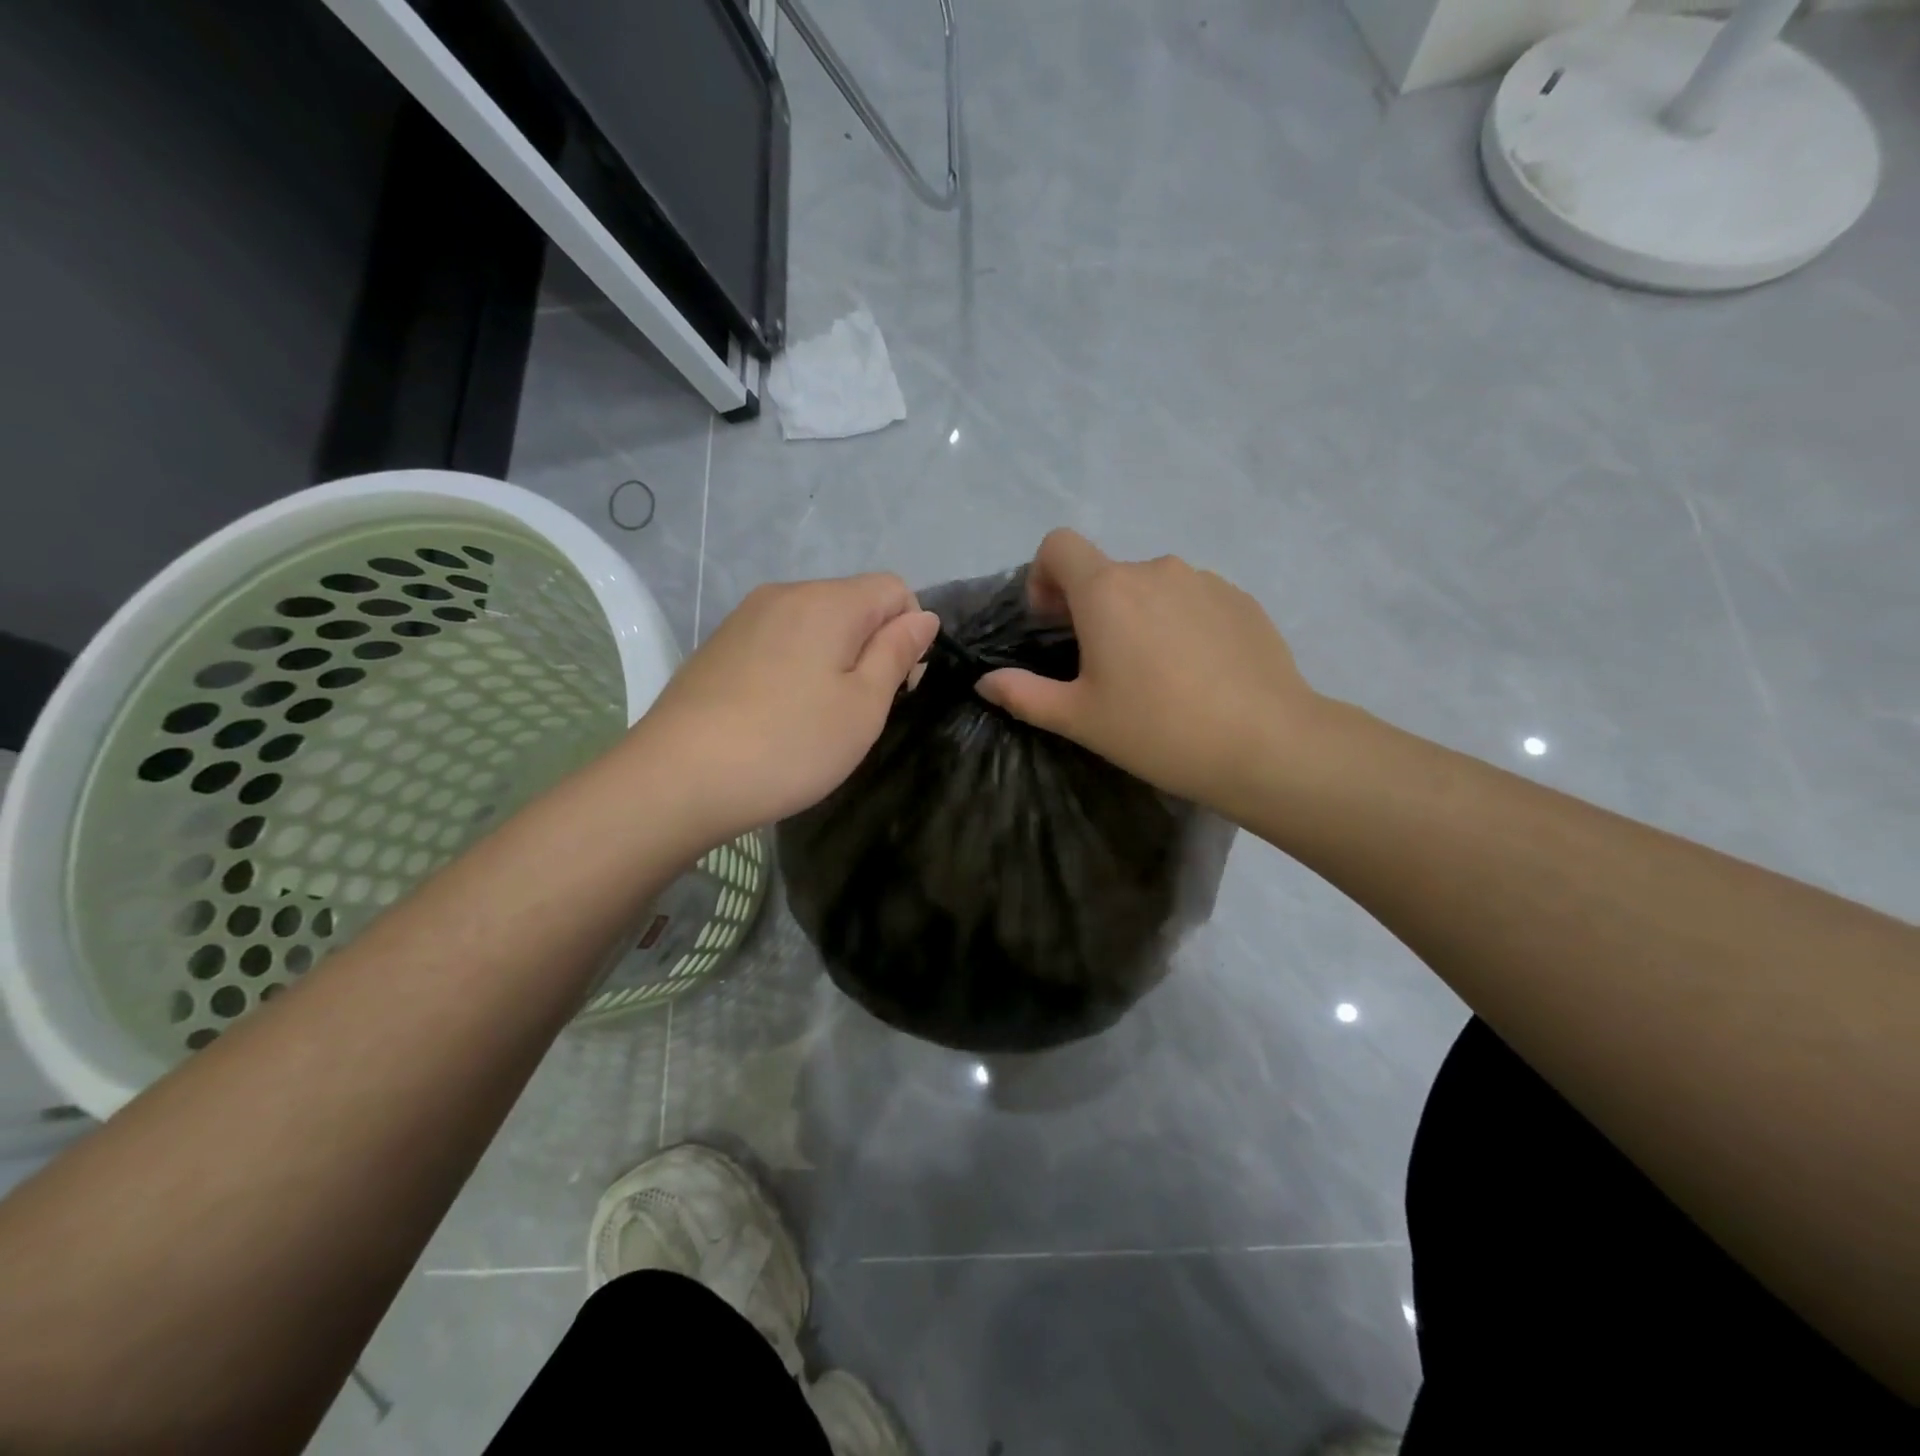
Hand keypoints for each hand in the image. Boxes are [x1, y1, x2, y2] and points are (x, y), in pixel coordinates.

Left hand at [629, 575, 938, 843]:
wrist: (678, 778)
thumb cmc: (789, 744)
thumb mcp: (863, 706)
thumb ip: (897, 653)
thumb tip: (921, 616)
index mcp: (828, 602)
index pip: (894, 589)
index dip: (909, 632)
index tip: (896, 685)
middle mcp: (785, 594)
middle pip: (852, 603)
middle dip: (869, 646)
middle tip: (856, 710)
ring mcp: (745, 618)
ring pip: (814, 624)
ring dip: (831, 659)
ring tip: (814, 717)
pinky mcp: (719, 645)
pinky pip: (778, 641)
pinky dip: (794, 668)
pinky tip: (776, 714)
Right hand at [977, 530, 1321, 812]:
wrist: (1266, 744)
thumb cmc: (1158, 730)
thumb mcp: (1080, 719)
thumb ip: (1023, 694)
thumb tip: (986, 682)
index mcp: (1107, 591)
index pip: (1058, 545)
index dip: (1043, 575)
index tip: (1052, 622)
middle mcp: (1154, 569)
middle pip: (1105, 572)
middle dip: (1091, 608)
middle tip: (1102, 667)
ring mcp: (1204, 581)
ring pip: (1151, 587)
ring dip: (1138, 616)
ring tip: (1154, 674)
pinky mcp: (1241, 599)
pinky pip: (1193, 599)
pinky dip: (1180, 623)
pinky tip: (1196, 673)